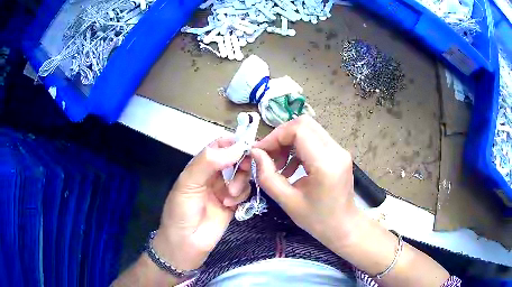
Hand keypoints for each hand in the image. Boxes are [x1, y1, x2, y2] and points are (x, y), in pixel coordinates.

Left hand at [153, 138, 251, 271]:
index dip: (233, 142)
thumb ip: (208, 163)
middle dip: (241, 162)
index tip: (247, 145)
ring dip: (239, 182)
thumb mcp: (188, 183)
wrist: (185, 243)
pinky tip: (230, 204)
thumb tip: (236, 147)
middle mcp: (213, 175)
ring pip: (242, 175)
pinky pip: (245, 191)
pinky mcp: (233, 203)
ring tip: (229, 195)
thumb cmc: (181, 211)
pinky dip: (241, 195)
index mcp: (200, 166)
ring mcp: (224, 189)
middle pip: (235, 159)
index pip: (219, 146)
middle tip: (245, 168)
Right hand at [252, 115, 360, 247]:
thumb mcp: (287, 201)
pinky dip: (298, 148)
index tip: (259, 151)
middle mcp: (336, 151)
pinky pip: (315, 139)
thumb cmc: (317, 220)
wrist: (343, 227)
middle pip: (304, 124)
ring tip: (278, 164)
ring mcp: (340, 150)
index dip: (275, 136)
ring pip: (309, 129)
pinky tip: (290, 167)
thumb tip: (255, 152)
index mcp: (325, 164)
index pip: (298, 130)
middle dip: (281, 136)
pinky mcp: (338, 153)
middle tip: (268, 155)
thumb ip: (267, 176)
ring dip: (289, 142)